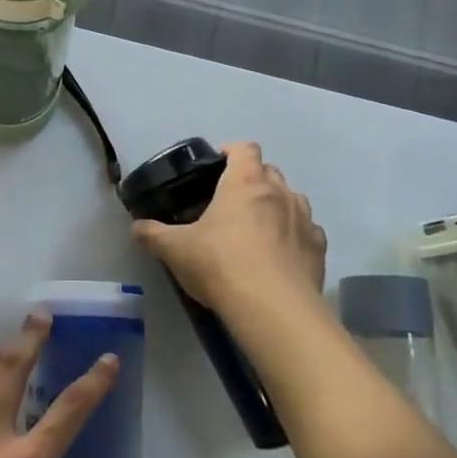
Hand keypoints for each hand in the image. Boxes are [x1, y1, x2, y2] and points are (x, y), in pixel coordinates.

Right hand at [132, 142, 325, 315]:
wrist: (273, 308)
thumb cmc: (220, 264)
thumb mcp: (175, 249)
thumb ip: (152, 234)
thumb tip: (137, 228)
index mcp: (245, 183)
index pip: (244, 149)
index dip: (231, 152)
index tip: (217, 166)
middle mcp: (280, 192)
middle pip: (270, 172)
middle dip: (253, 180)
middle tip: (230, 203)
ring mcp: (305, 219)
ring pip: (292, 199)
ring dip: (277, 207)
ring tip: (258, 229)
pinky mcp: (319, 249)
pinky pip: (308, 232)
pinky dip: (295, 236)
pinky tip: (281, 256)